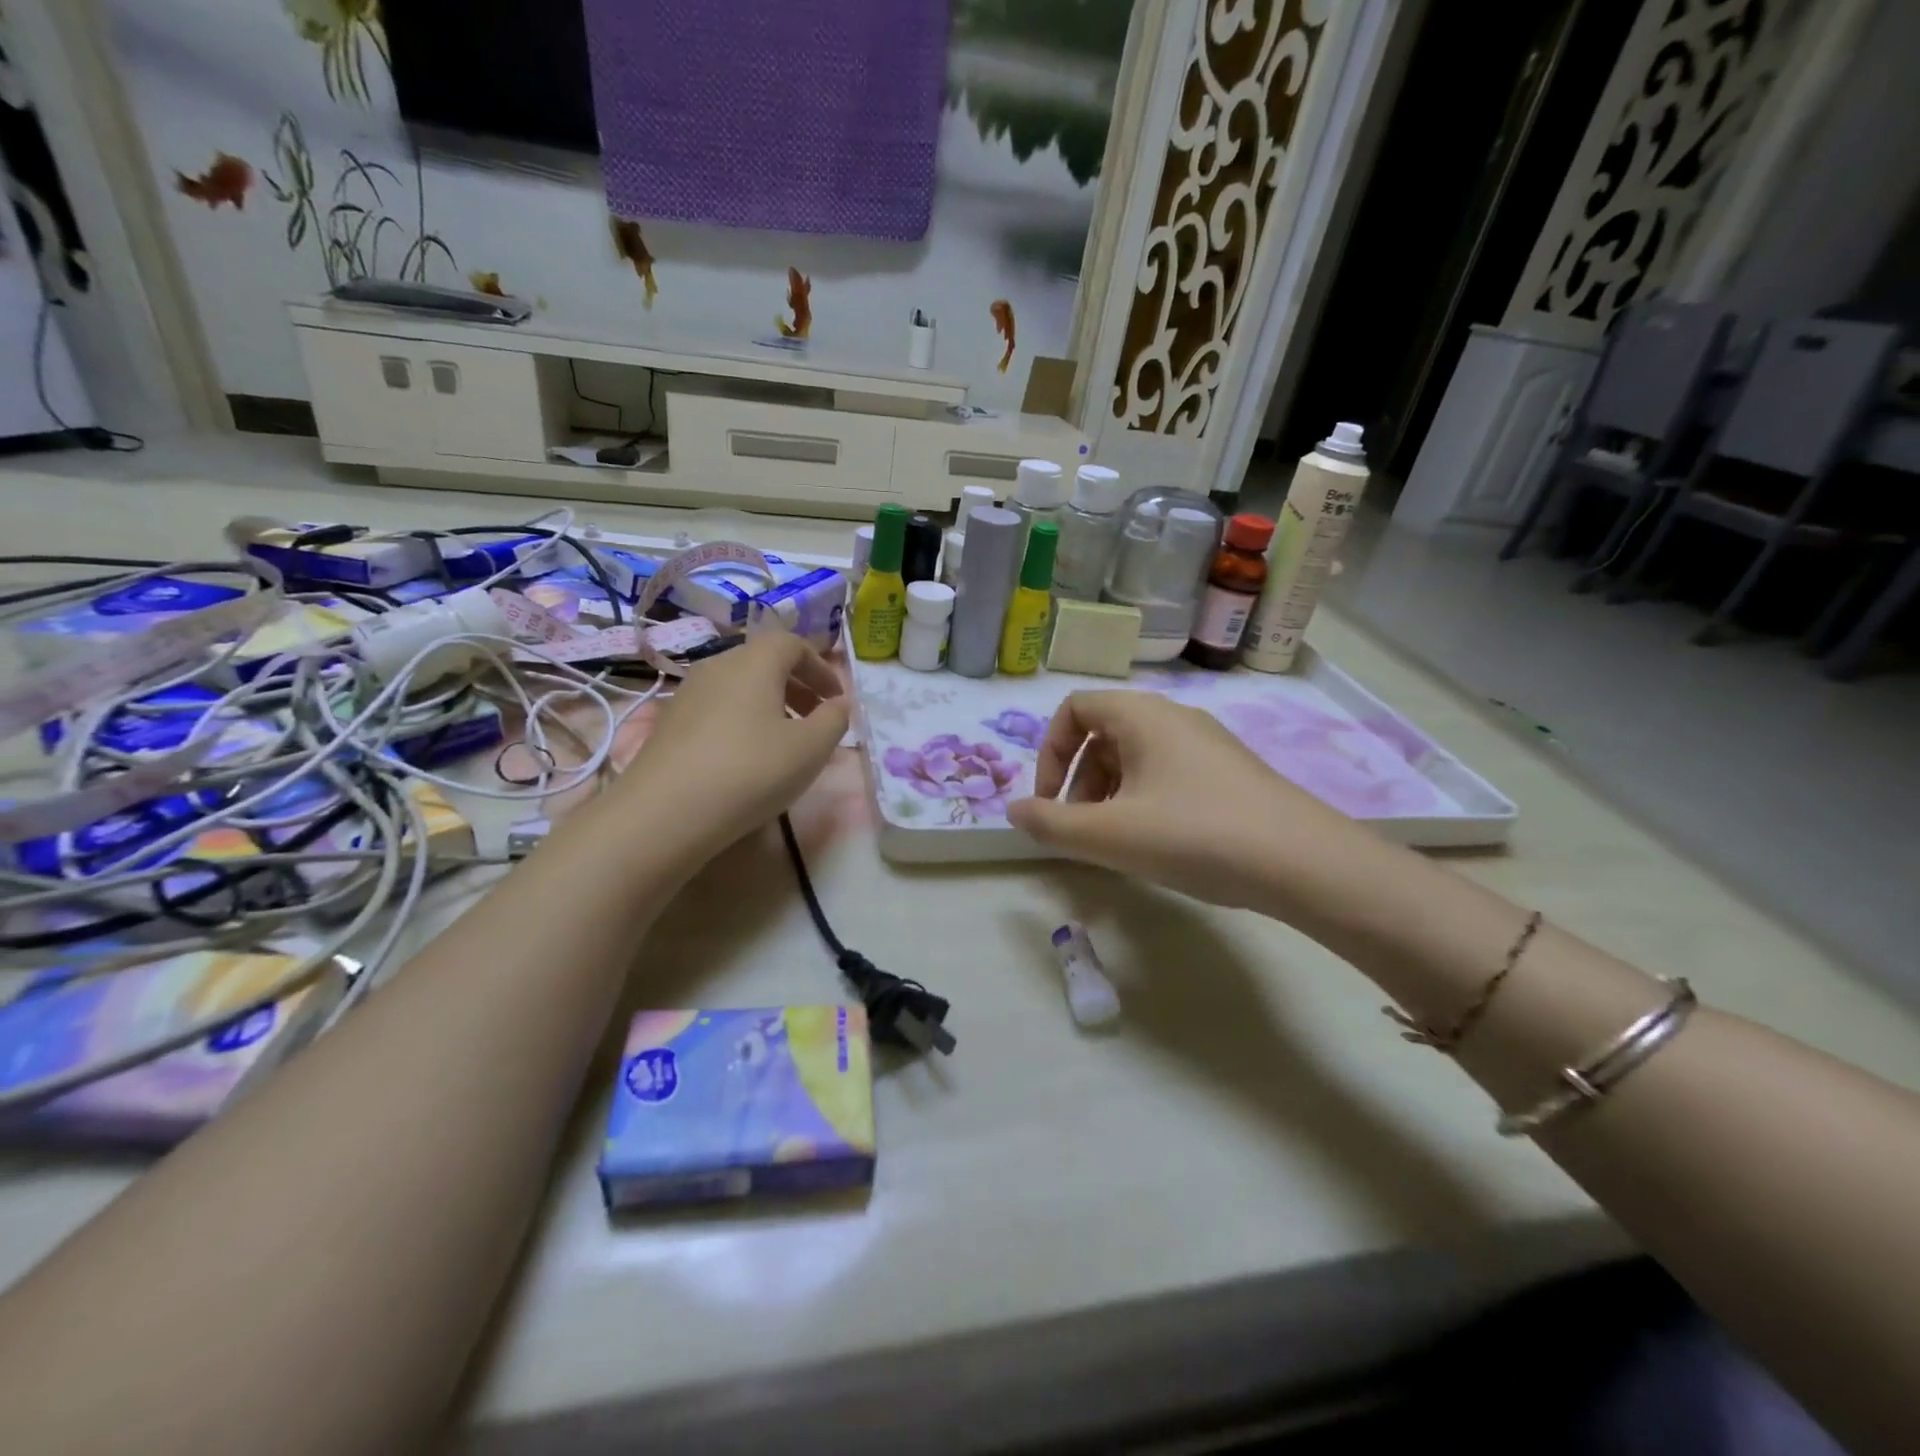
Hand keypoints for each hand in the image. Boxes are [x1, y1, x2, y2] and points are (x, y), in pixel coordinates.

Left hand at [622, 629, 849, 859]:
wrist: (665, 813)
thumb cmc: (751, 771)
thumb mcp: (811, 749)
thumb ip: (835, 720)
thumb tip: (839, 705)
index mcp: (754, 662)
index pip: (793, 644)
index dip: (821, 668)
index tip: (837, 700)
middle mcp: (717, 666)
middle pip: (764, 662)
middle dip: (797, 686)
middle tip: (817, 719)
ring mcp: (688, 693)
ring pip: (739, 686)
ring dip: (770, 704)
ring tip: (785, 741)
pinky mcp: (670, 723)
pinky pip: (718, 708)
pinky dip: (743, 720)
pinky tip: (747, 758)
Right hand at [1006, 691, 1363, 911]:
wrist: (1304, 862)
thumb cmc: (1195, 835)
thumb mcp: (1110, 834)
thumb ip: (1051, 823)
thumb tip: (1014, 812)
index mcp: (1141, 715)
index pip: (1074, 709)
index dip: (1048, 753)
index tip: (1049, 803)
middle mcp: (1173, 717)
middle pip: (1102, 733)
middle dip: (1077, 780)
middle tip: (1080, 829)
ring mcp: (1206, 744)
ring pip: (1135, 756)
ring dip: (1108, 793)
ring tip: (1115, 842)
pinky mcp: (1228, 772)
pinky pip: (1166, 773)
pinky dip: (1143, 800)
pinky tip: (1156, 843)